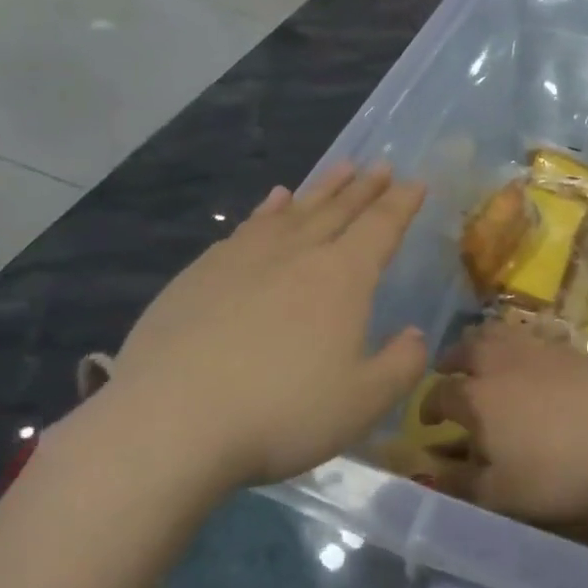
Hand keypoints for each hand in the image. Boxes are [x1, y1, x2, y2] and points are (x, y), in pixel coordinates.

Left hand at [87, 162, 429, 492]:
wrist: (171, 422)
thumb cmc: (282, 412)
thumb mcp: (363, 402)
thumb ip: (401, 365)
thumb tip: (416, 335)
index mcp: (342, 277)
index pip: (381, 227)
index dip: (402, 203)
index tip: (415, 181)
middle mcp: (296, 254)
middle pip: (338, 210)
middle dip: (364, 188)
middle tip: (380, 165)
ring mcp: (243, 259)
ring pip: (293, 211)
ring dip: (321, 189)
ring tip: (338, 169)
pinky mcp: (200, 273)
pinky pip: (247, 227)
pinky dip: (268, 210)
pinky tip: (273, 203)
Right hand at [424, 324, 587, 520]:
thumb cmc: (555, 472)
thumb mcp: (500, 494)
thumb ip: (460, 482)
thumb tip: (432, 473)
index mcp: (475, 397)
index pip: (440, 393)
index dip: (429, 406)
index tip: (429, 420)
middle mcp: (498, 363)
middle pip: (465, 348)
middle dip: (451, 361)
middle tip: (450, 373)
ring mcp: (534, 349)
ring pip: (497, 333)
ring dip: (481, 344)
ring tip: (484, 359)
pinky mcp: (566, 347)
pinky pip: (530, 337)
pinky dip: (517, 345)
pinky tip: (527, 361)